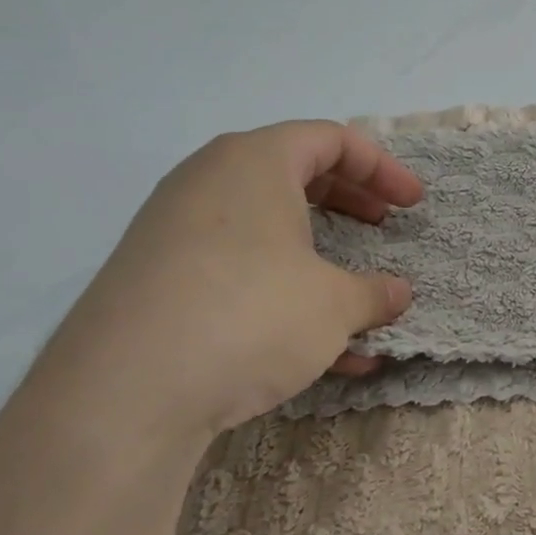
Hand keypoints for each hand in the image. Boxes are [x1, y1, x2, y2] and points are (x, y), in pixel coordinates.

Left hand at [37, 122, 421, 447]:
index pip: (331, 139)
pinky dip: (282, 295)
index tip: (412, 204)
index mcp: (254, 162)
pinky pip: (236, 271)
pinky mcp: (157, 283)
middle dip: (350, 202)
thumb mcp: (333, 305)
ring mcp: (175, 233)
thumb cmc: (249, 315)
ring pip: (265, 229)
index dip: (382, 168)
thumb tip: (396, 294)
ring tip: (357, 298)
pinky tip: (320, 353)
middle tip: (384, 227)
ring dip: (319, 257)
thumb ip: (373, 294)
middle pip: (295, 174)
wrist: (123, 395)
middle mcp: (209, 183)